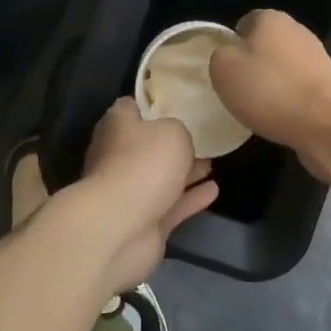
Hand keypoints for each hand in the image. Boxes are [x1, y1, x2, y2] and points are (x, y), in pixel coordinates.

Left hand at [48, 99, 217, 293]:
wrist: (121, 227)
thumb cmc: (144, 164)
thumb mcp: (173, 131)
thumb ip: (178, 129)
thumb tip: (175, 138)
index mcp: (117, 126)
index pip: (132, 107)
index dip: (154, 104)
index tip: (179, 102)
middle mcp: (118, 156)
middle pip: (148, 144)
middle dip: (173, 143)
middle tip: (203, 137)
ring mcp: (129, 192)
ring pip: (161, 177)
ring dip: (185, 172)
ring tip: (212, 163)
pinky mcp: (144, 222)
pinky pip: (171, 205)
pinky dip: (191, 199)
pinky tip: (213, 190)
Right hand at [209, 9, 330, 183]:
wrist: (328, 124)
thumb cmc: (270, 89)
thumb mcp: (224, 69)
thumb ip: (219, 56)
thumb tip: (228, 57)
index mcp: (271, 18)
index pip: (244, 23)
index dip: (231, 45)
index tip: (224, 70)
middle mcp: (297, 31)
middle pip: (264, 46)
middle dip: (252, 66)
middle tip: (237, 92)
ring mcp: (317, 59)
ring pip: (282, 70)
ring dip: (271, 87)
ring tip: (257, 111)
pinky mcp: (329, 86)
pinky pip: (298, 91)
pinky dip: (288, 103)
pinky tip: (280, 120)